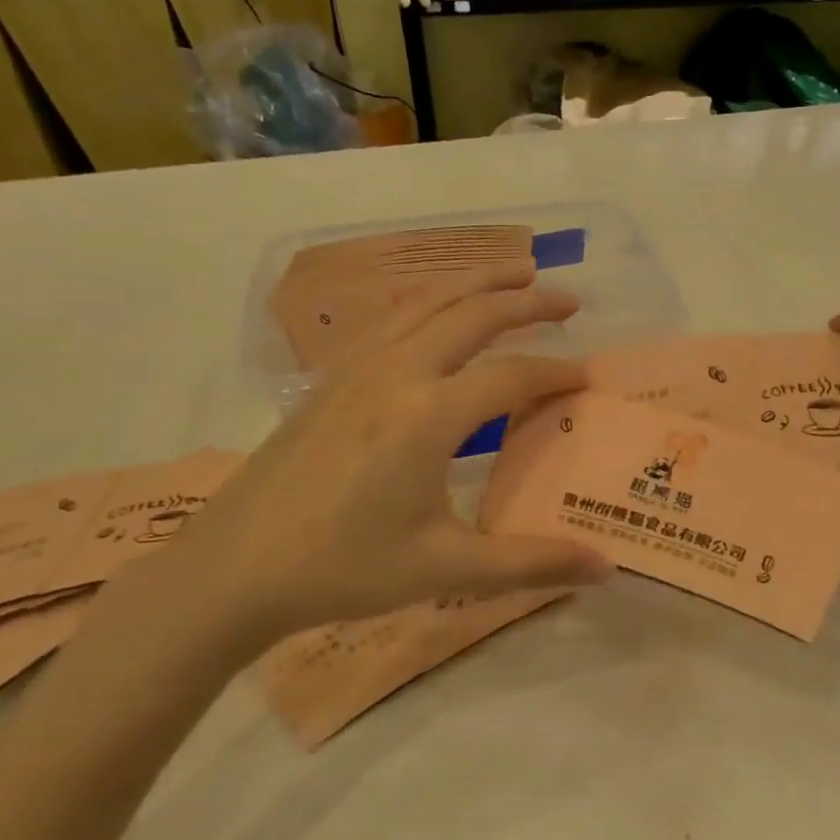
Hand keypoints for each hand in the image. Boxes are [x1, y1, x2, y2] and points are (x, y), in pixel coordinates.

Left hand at [145, 266, 613, 664]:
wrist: (234, 569)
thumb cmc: (342, 569)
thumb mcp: (444, 569)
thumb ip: (530, 562)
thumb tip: (605, 568)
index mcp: (428, 416)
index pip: (512, 376)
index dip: (556, 373)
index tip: (588, 377)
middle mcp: (395, 374)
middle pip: (472, 314)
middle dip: (527, 301)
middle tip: (569, 299)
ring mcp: (356, 369)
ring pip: (427, 302)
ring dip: (476, 281)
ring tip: (516, 271)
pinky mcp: (330, 378)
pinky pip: (392, 317)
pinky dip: (430, 299)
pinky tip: (437, 309)